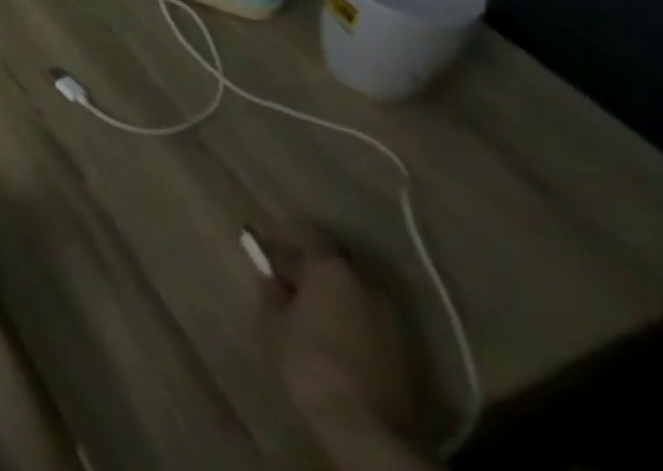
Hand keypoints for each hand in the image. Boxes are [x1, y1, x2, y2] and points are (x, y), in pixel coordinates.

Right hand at [258, 225, 413, 443]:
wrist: (369, 429)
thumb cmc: (311, 362)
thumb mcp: (274, 323)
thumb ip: (270, 293)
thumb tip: (270, 279)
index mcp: (332, 267)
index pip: (304, 233)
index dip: (281, 236)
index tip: (262, 244)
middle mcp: (365, 282)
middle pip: (332, 259)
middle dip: (305, 263)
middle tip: (280, 274)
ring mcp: (388, 316)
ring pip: (350, 288)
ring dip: (327, 290)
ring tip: (300, 303)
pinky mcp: (400, 347)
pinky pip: (363, 314)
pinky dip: (344, 313)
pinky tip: (325, 328)